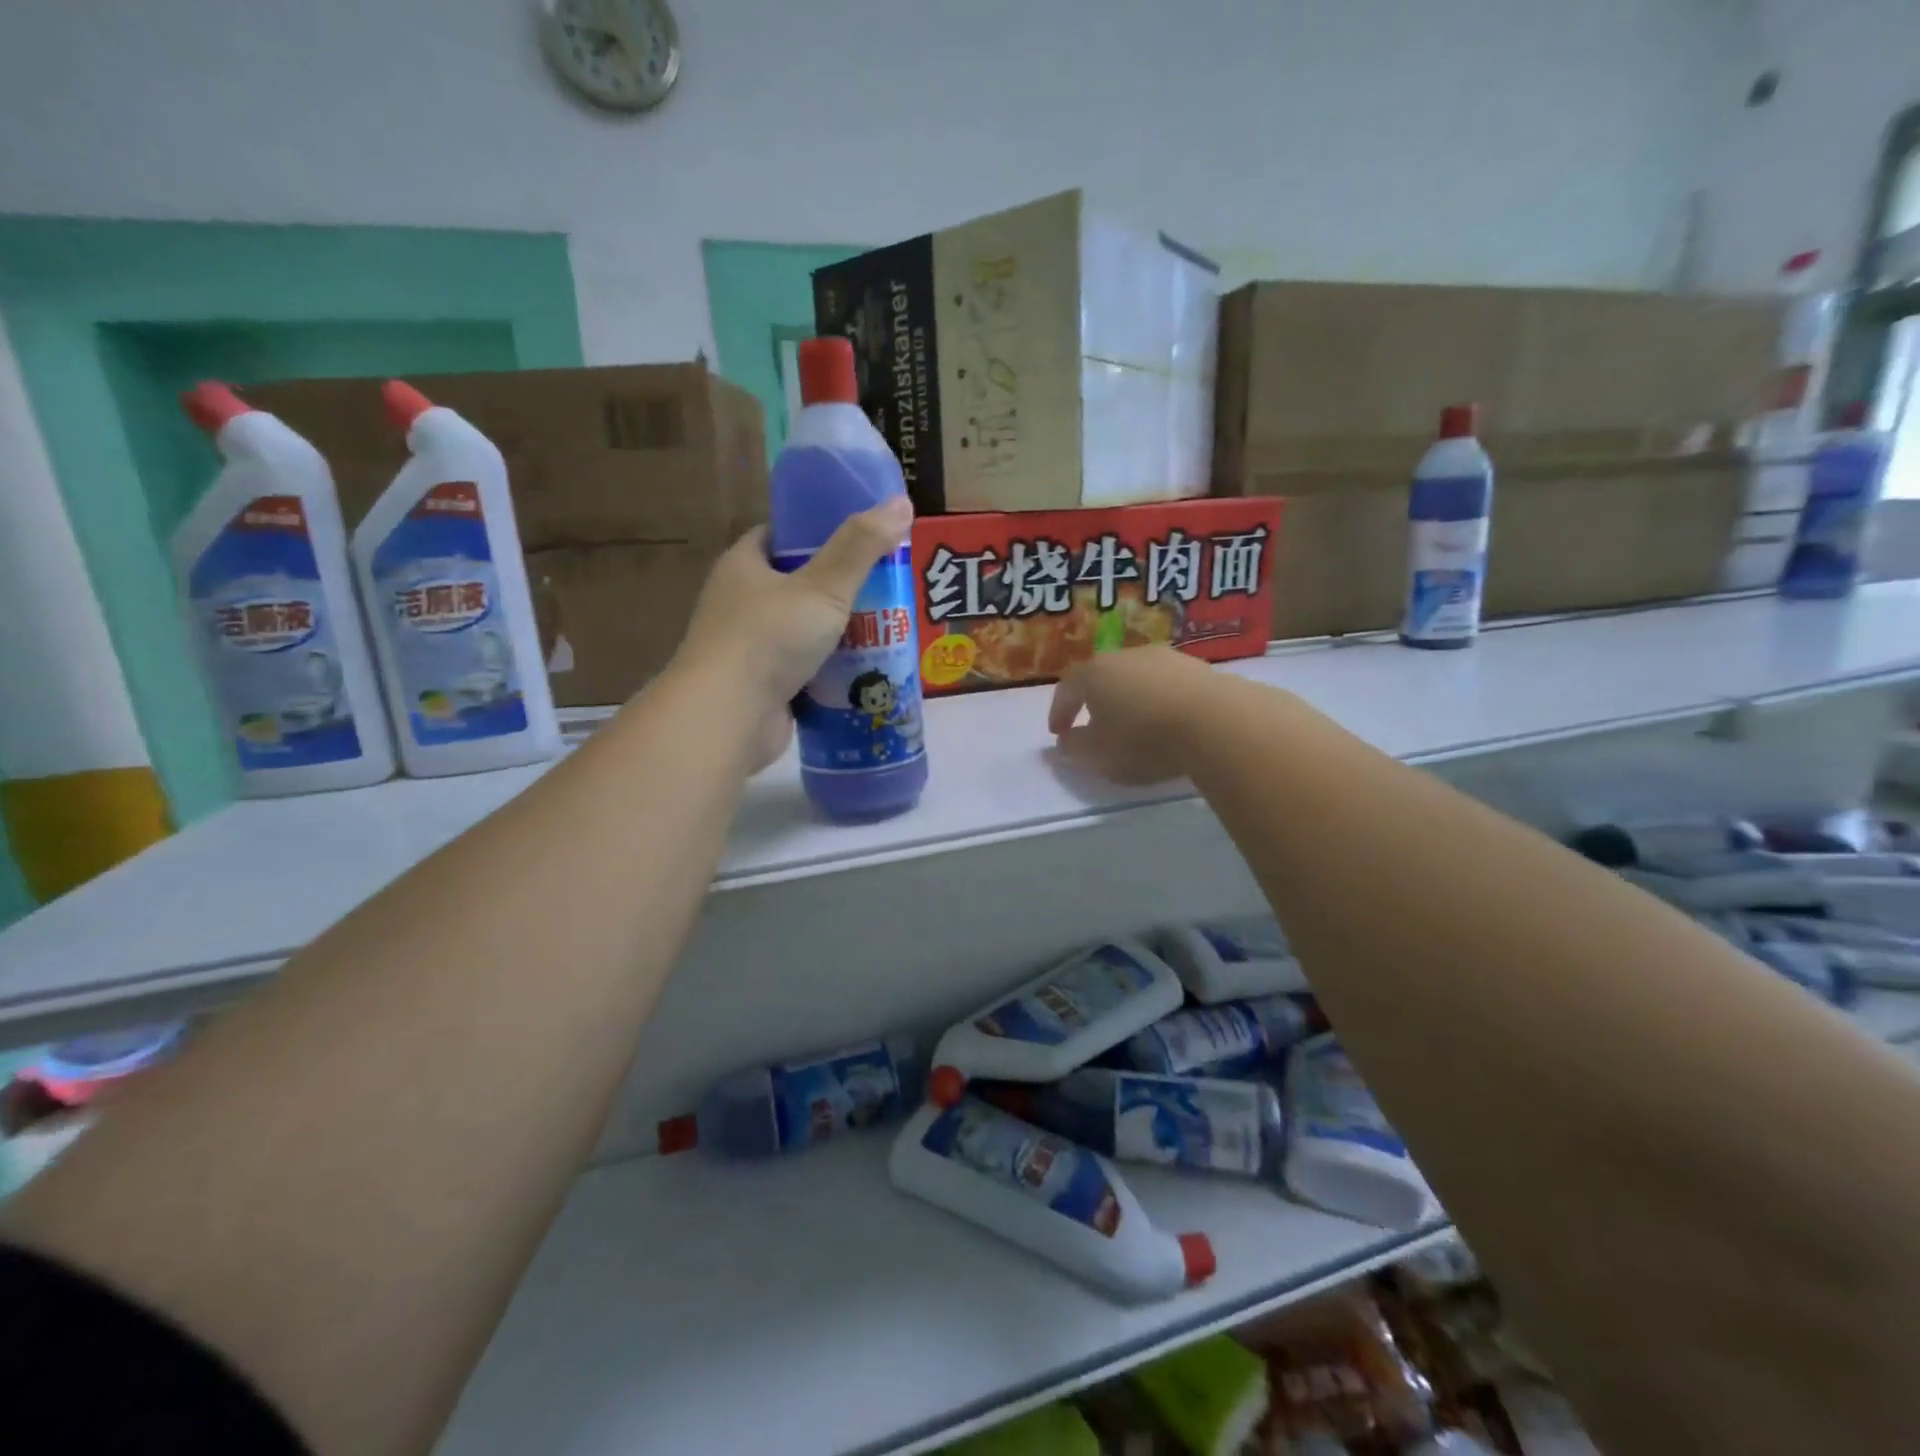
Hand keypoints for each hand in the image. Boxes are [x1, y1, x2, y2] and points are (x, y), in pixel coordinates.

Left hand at [677, 498, 913, 765]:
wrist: (729, 717)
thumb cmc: (769, 639)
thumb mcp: (823, 587)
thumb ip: (861, 547)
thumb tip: (902, 502)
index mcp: (743, 566)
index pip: (779, 536)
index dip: (816, 532)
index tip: (857, 536)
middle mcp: (740, 603)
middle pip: (797, 585)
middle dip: (840, 587)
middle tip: (887, 585)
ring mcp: (749, 648)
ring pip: (803, 630)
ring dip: (839, 633)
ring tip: (888, 628)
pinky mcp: (763, 686)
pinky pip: (805, 669)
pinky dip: (832, 671)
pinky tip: (867, 671)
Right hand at [1048, 647, 1217, 784]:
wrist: (1216, 721)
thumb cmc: (1144, 739)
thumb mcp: (1099, 755)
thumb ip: (1075, 748)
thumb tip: (1066, 740)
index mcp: (1093, 674)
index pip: (1066, 689)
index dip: (1059, 712)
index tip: (1058, 734)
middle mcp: (1124, 657)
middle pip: (1101, 677)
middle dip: (1094, 701)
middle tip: (1093, 725)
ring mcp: (1163, 657)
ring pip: (1135, 678)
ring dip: (1129, 699)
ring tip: (1134, 724)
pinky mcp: (1196, 666)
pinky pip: (1165, 684)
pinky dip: (1158, 699)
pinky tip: (1166, 719)